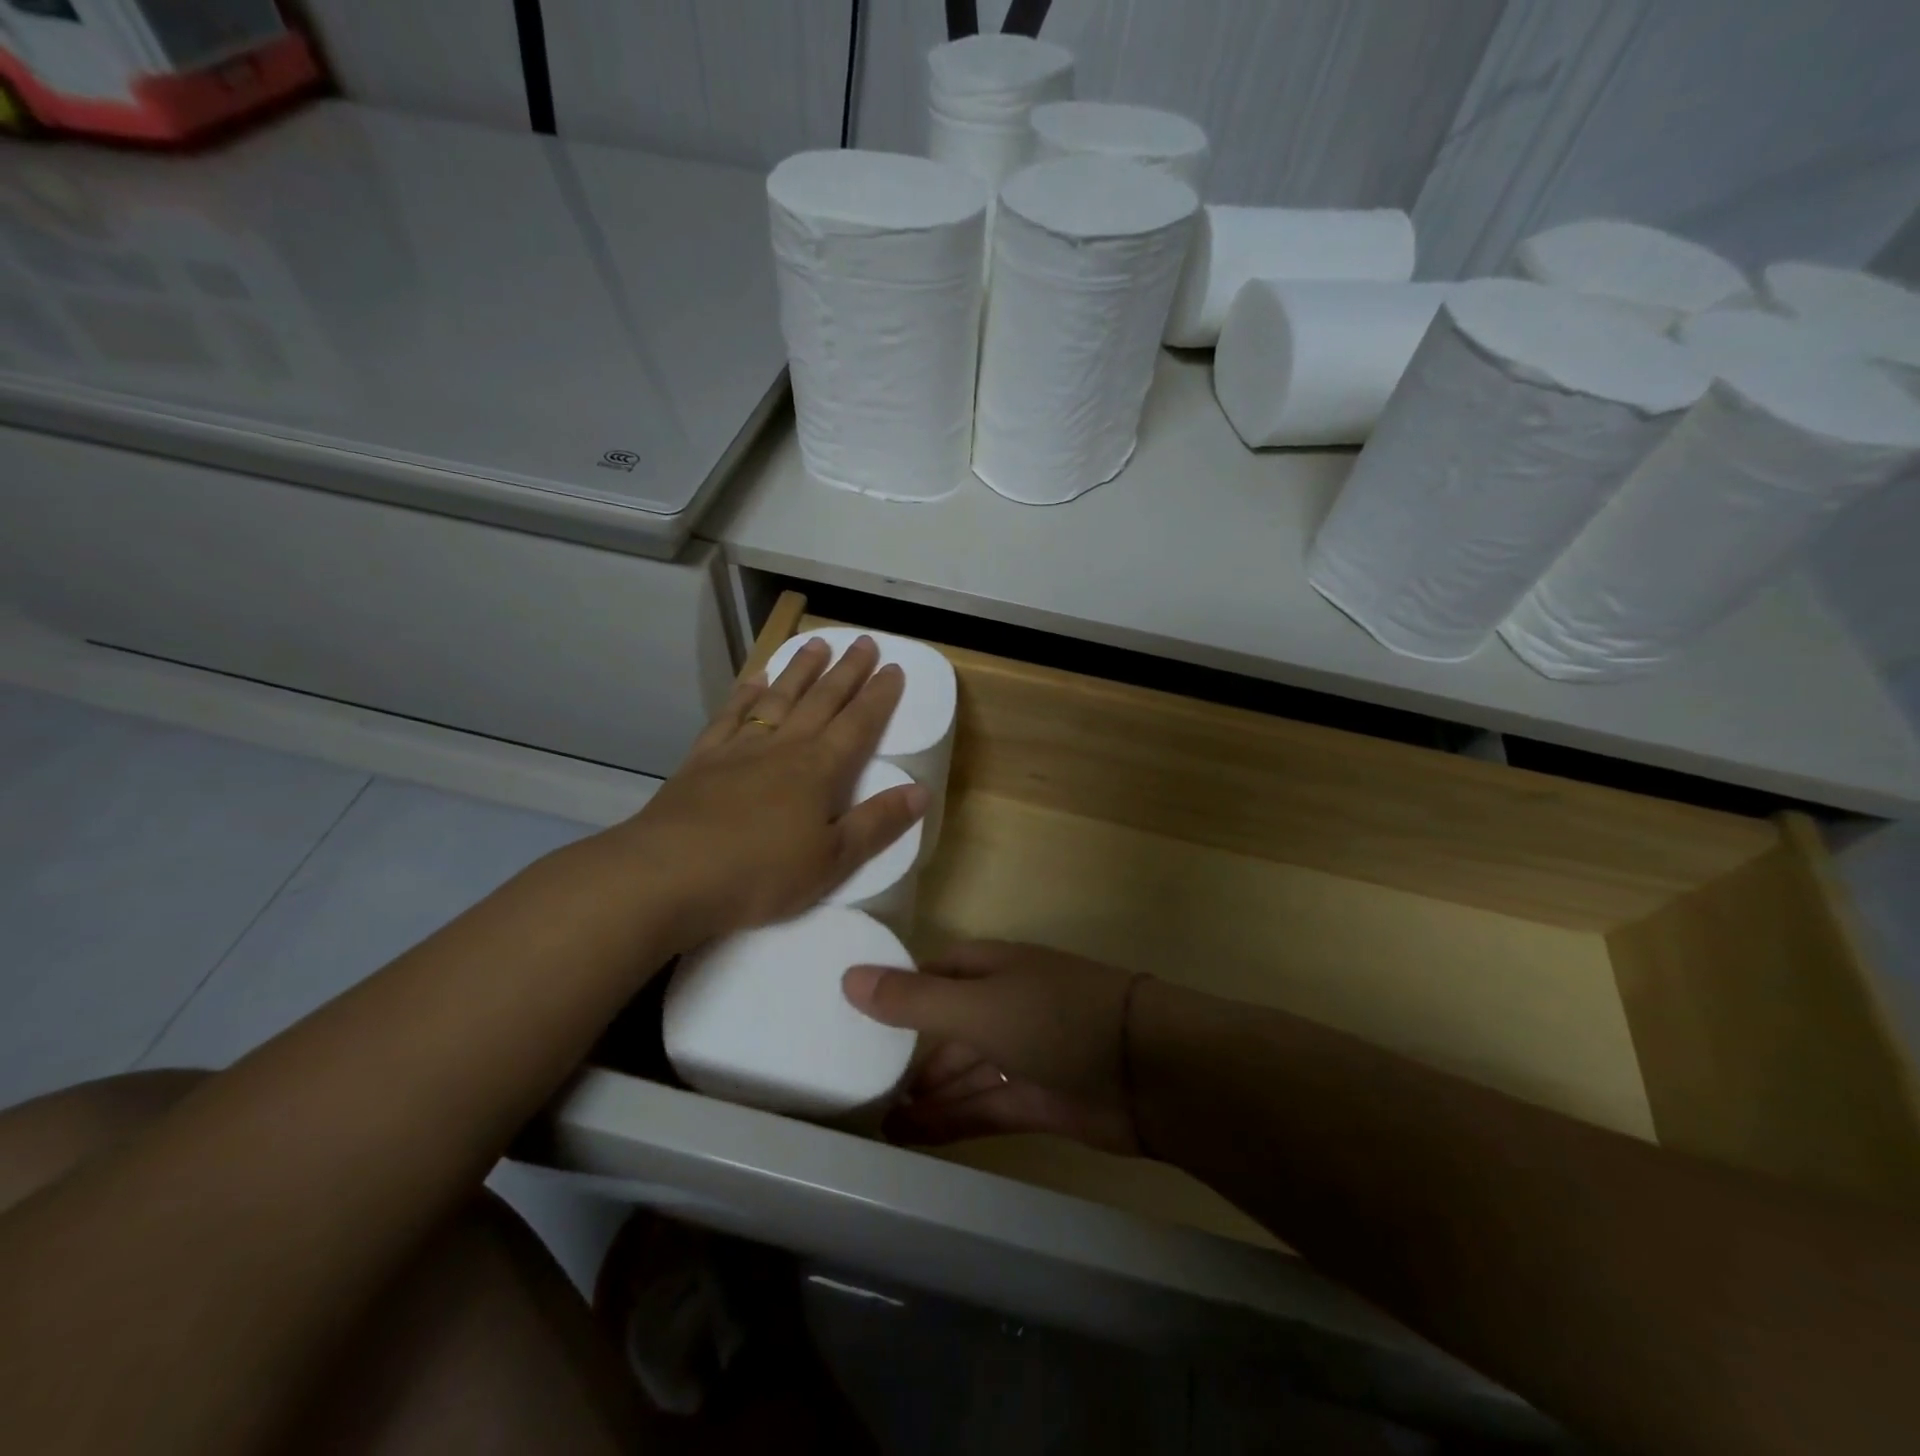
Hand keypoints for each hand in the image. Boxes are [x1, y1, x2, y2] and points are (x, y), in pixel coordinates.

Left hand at [604, 636, 926, 948]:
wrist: (670, 874)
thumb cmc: (761, 874)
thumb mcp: (832, 861)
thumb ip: (877, 823)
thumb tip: (921, 791)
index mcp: (819, 770)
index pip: (858, 723)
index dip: (879, 696)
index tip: (894, 668)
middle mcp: (783, 747)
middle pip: (821, 700)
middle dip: (846, 670)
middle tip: (864, 641)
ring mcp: (740, 748)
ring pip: (778, 698)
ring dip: (800, 670)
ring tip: (816, 644)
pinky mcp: (703, 759)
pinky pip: (730, 716)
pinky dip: (745, 695)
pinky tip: (753, 681)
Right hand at [842, 941, 1142, 1154]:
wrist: (1150, 1071)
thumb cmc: (1057, 1019)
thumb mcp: (978, 1005)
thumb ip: (914, 1000)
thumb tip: (848, 977)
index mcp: (995, 968)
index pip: (937, 972)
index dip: (900, 989)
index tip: (854, 1014)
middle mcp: (1007, 1005)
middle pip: (949, 1025)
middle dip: (909, 1051)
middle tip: (859, 1080)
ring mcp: (1024, 1054)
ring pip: (964, 1071)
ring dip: (927, 1092)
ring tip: (876, 1119)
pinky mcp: (1039, 1100)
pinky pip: (984, 1106)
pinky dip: (951, 1119)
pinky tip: (912, 1136)